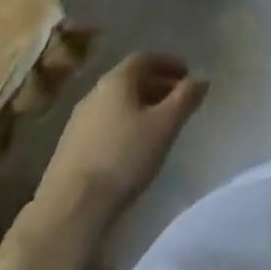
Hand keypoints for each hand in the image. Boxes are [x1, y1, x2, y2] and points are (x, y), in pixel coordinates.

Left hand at [35, 53, 207, 227]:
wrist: (68, 211)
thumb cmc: (123, 158)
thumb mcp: (165, 126)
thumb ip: (186, 98)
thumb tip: (201, 79)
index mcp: (116, 80)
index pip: (145, 58)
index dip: (168, 63)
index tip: (187, 75)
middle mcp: (94, 93)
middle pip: (130, 80)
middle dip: (156, 86)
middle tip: (177, 101)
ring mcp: (77, 122)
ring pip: (116, 104)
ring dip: (139, 108)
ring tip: (158, 127)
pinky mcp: (68, 150)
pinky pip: (103, 125)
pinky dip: (123, 126)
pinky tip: (131, 149)